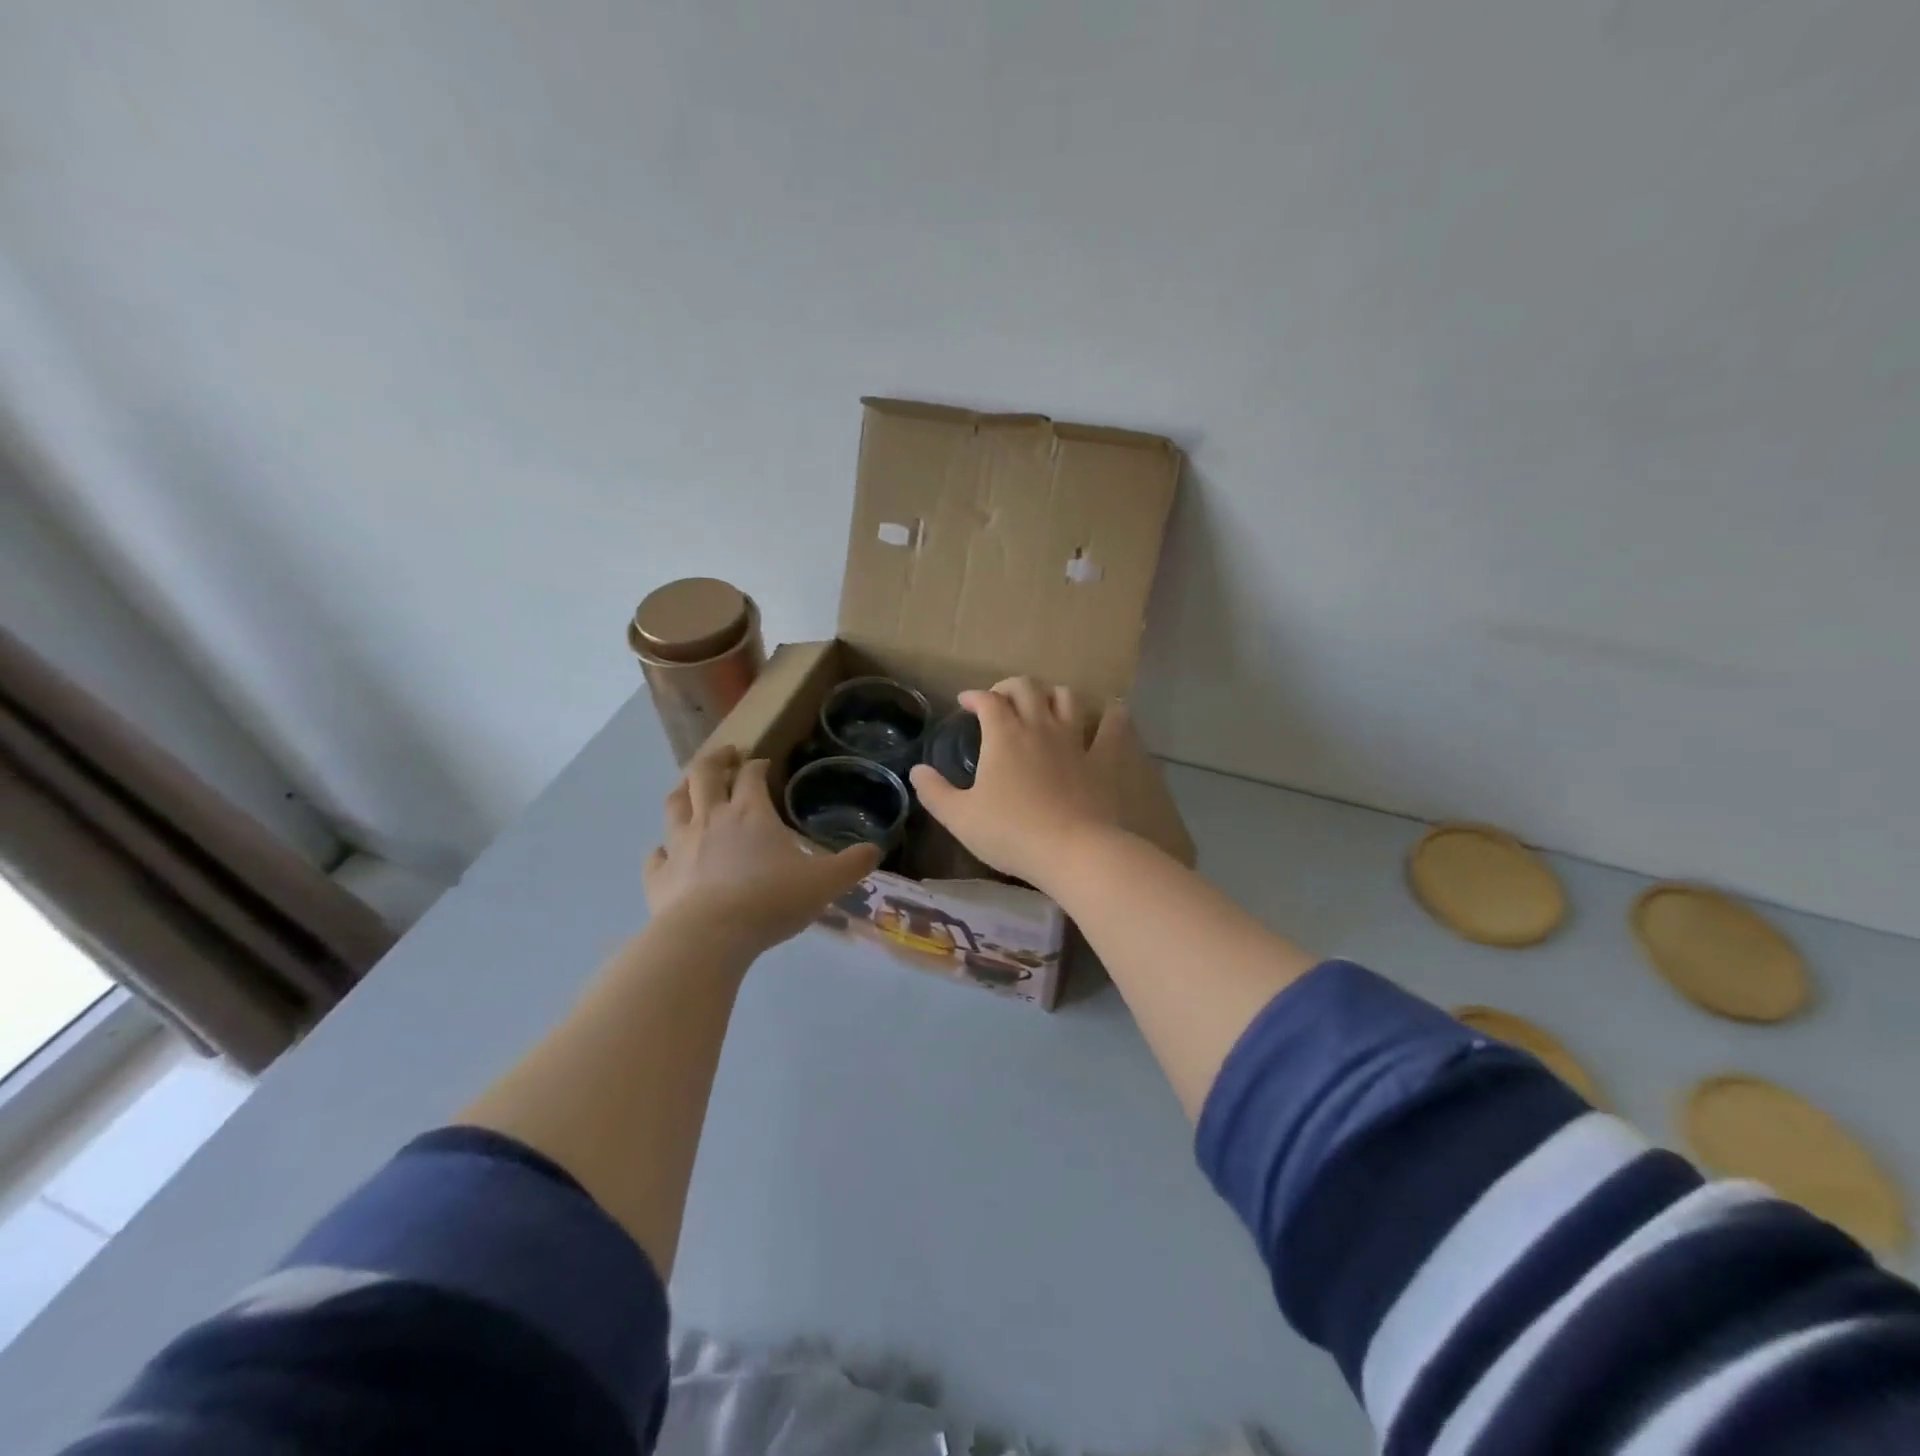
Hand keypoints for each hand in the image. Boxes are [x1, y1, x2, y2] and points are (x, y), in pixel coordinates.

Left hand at [645, 747, 880, 956]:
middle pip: (705, 774)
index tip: (763, 763)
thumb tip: (875, 850)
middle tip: (726, 754)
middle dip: (716, 759)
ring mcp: (679, 845)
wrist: (709, 937)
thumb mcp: (824, 883)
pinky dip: (660, 848)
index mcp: (751, 813)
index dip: (758, 765)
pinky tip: (664, 851)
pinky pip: (655, 855)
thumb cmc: (770, 901)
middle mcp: (711, 819)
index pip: (752, 775)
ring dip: (683, 790)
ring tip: (690, 786)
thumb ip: (851, 865)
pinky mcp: (659, 876)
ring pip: (675, 805)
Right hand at [910, 677, 1133, 890]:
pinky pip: (1113, 727)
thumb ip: (934, 792)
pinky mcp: (1103, 759)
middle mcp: (1039, 726)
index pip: (987, 700)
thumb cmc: (1010, 833)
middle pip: (1027, 688)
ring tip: (1046, 704)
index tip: (965, 703)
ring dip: (1054, 694)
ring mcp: (1075, 740)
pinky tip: (1111, 712)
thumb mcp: (960, 818)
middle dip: (1010, 687)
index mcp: (1003, 735)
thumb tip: (917, 771)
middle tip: (1000, 699)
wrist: (1072, 851)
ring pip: (1068, 698)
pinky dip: (1112, 715)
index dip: (974, 696)